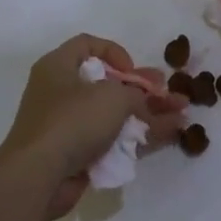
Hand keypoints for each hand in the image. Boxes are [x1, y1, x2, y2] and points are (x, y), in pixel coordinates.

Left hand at [0, 35, 187, 219]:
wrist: (39, 176)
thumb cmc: (72, 122)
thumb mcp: (112, 97)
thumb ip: (136, 94)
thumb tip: (144, 102)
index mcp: (58, 67)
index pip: (87, 45)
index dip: (115, 52)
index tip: (132, 70)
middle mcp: (61, 92)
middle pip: (108, 83)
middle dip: (143, 89)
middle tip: (170, 93)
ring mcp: (68, 125)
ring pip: (114, 114)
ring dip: (149, 114)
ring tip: (182, 115)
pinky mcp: (77, 153)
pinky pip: (112, 139)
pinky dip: (137, 137)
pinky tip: (168, 136)